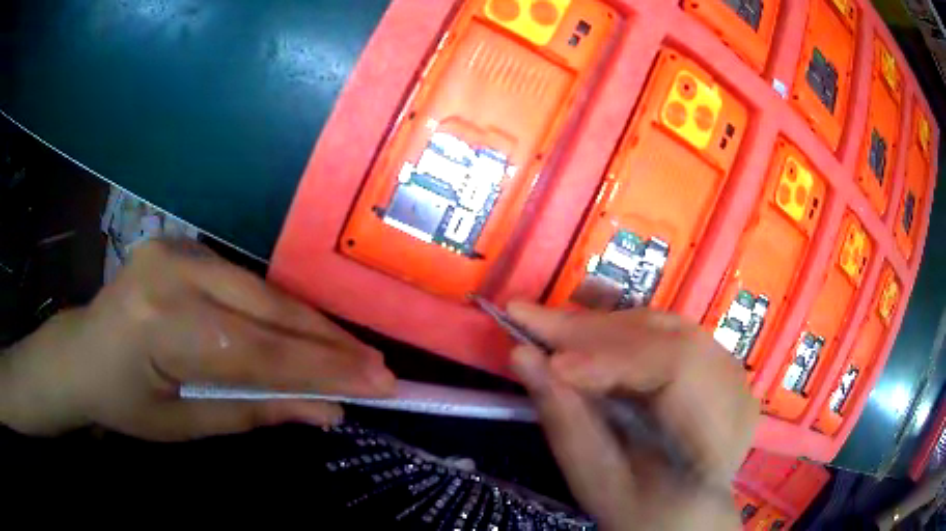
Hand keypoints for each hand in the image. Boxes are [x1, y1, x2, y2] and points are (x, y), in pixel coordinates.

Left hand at [0, 240, 394, 440]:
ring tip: (350, 355)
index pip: (259, 350)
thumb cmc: (124, 401)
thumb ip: (254, 410)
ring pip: (263, 290)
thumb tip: (326, 411)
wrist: (81, 353)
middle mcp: (174, 270)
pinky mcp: (185, 246)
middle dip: (328, 342)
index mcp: (163, 323)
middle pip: (268, 308)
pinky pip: (246, 283)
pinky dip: (279, 312)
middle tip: (378, 368)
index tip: (380, 383)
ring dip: (309, 326)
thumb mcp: (185, 423)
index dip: (323, 369)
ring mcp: (179, 249)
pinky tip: (304, 332)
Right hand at [507, 302, 758, 530]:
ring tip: (550, 327)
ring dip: (602, 326)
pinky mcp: (715, 365)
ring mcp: (730, 373)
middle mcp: (735, 392)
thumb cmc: (643, 511)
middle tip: (530, 320)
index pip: (677, 369)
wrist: (686, 515)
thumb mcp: (598, 482)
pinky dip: (620, 332)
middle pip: (668, 337)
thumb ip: (565, 421)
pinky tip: (585, 335)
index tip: (551, 363)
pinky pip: (666, 334)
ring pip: (664, 327)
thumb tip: (521, 355)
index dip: (613, 358)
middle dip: (594, 331)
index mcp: (718, 435)